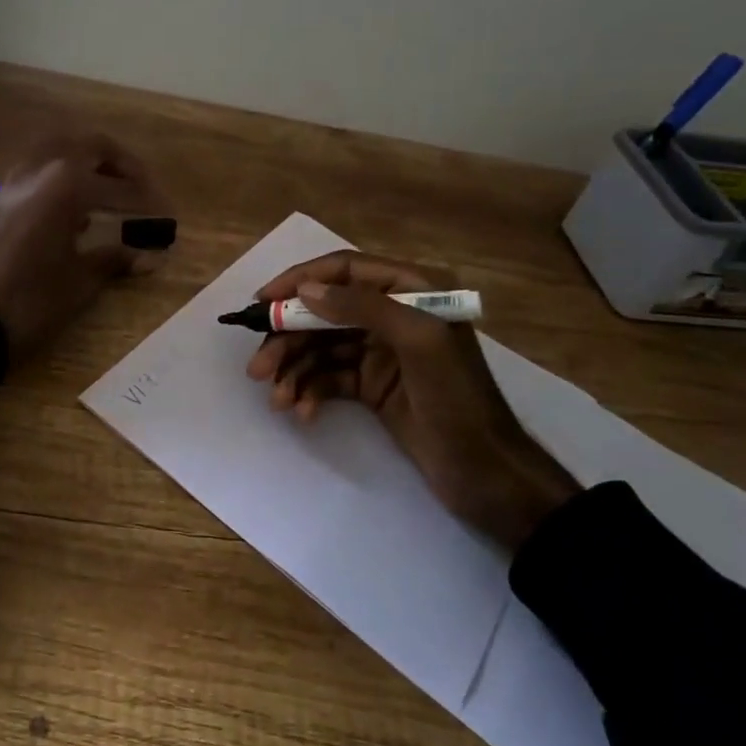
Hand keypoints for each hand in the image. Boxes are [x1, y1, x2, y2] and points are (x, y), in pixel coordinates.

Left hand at [0, 133, 166, 357]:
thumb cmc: (28, 301)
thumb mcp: (78, 283)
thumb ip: (113, 260)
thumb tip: (149, 257)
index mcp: (66, 185)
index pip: (119, 187)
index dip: (148, 202)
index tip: (168, 216)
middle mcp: (41, 170)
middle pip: (90, 146)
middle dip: (121, 164)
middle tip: (142, 187)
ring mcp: (15, 181)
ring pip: (59, 150)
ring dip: (88, 162)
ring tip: (110, 189)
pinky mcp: (0, 198)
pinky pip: (39, 170)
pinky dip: (63, 175)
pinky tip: (74, 207)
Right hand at [245, 250, 577, 551]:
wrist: (488, 475)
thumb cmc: (457, 401)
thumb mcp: (418, 342)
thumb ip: (363, 307)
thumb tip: (306, 290)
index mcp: (412, 289)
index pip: (344, 270)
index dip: (300, 281)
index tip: (262, 300)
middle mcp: (393, 314)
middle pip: (325, 312)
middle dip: (289, 338)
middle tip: (257, 368)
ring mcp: (381, 351)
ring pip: (322, 348)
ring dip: (294, 370)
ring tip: (277, 400)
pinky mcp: (373, 386)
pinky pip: (330, 377)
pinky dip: (312, 391)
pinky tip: (303, 411)